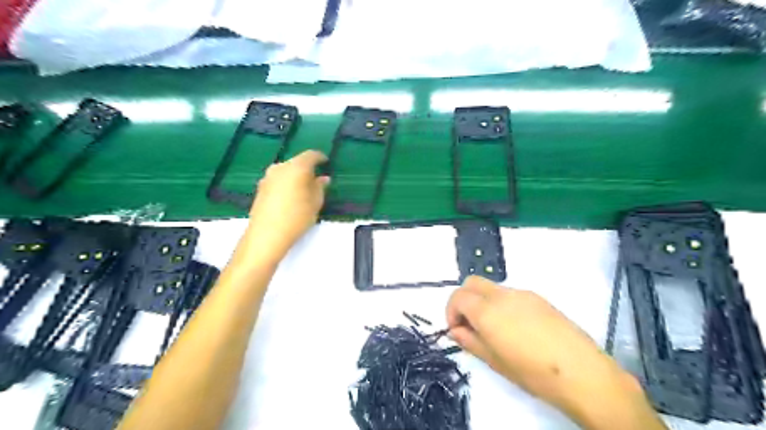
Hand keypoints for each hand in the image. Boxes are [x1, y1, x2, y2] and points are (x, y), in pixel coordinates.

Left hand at [246, 149, 328, 260]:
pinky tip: (290, 197)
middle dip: (307, 169)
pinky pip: (277, 180)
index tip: (326, 162)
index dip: (320, 157)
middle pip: (296, 162)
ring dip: (295, 177)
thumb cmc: (297, 217)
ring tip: (303, 190)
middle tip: (316, 180)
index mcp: (296, 167)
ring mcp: (267, 177)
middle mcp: (280, 167)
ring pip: (285, 171)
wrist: (266, 234)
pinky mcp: (260, 188)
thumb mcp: (315, 203)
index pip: (310, 155)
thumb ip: (320, 187)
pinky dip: (285, 184)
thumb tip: (323, 178)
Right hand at [446, 278, 668, 427]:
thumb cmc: (532, 373)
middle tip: (469, 324)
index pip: (458, 296)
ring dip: (483, 302)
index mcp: (487, 311)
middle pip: (471, 283)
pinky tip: (516, 328)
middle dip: (464, 300)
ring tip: (494, 329)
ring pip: (491, 287)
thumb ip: (470, 341)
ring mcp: (522, 293)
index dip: (451, 311)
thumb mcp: (494, 361)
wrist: (582, 372)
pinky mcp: (538, 297)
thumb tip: (456, 331)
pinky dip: (501, 303)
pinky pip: (509, 293)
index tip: (457, 330)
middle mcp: (502, 295)